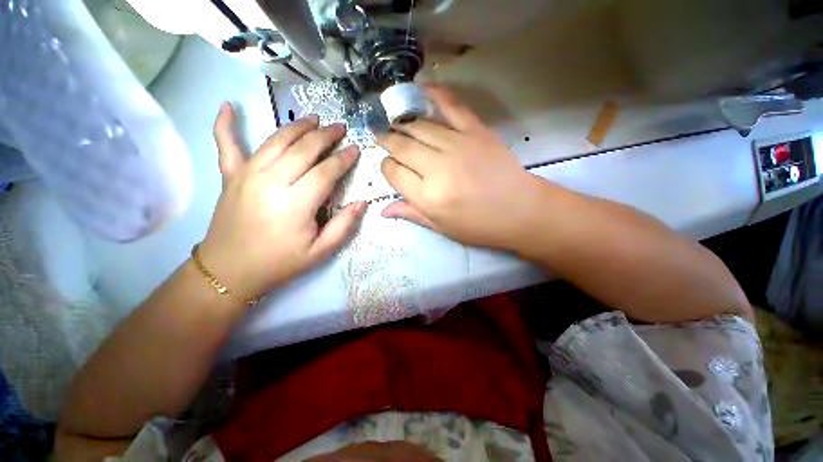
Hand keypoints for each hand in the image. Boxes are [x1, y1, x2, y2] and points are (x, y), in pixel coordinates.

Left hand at [199, 102, 365, 301]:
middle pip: (302, 150)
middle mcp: (271, 182)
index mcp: (295, 204)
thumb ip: (343, 226)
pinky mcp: (230, 176)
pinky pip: (225, 145)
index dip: (343, 159)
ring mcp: (246, 175)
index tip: (355, 149)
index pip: (325, 172)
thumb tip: (362, 203)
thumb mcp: (320, 252)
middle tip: (340, 128)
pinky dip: (225, 124)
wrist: (230, 271)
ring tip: (313, 119)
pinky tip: (227, 106)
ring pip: (275, 141)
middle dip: (325, 136)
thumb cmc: (280, 262)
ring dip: (297, 127)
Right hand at [379, 84, 542, 249]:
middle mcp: (437, 167)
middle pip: (402, 146)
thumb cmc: (479, 226)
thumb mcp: (442, 228)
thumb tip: (383, 210)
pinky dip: (436, 94)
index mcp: (427, 196)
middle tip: (382, 137)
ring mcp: (457, 145)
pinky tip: (421, 89)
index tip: (389, 167)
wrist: (521, 211)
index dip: (386, 167)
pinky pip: (452, 106)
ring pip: (420, 127)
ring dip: (403, 124)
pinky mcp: (476, 131)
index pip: (393, 172)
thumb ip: (411, 213)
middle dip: (388, 141)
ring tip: (396, 123)